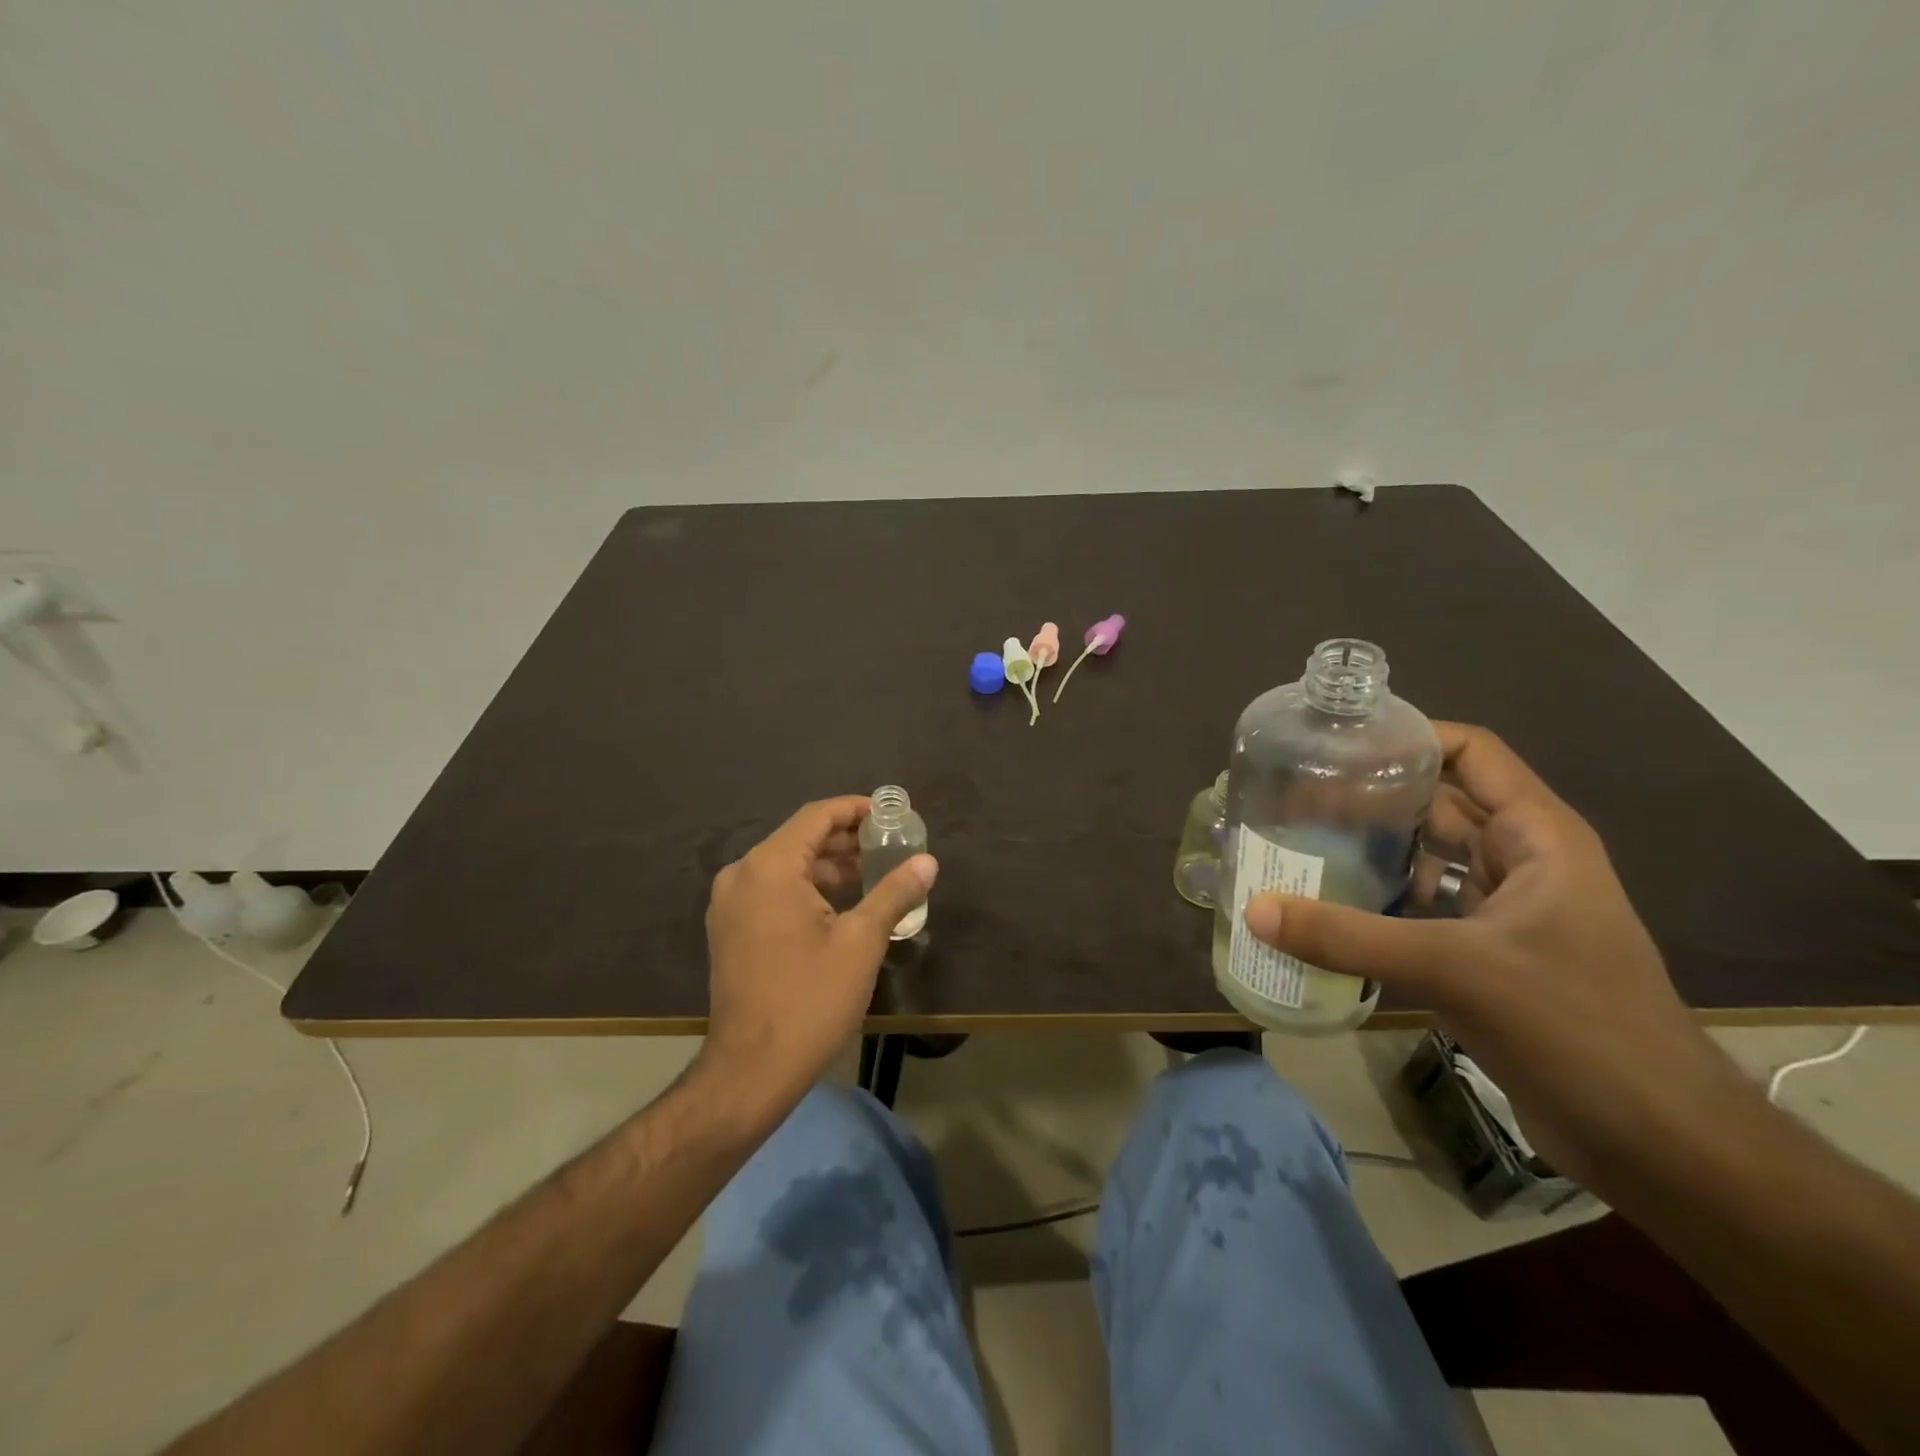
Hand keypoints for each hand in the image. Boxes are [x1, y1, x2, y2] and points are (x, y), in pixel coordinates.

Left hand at [700, 796, 936, 1110]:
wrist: (751, 1071)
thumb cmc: (810, 999)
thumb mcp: (861, 941)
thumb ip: (895, 892)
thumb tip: (928, 862)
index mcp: (769, 867)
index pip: (816, 816)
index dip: (855, 809)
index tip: (889, 815)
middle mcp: (741, 875)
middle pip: (799, 838)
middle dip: (845, 839)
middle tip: (889, 845)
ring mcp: (729, 905)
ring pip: (785, 866)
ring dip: (827, 866)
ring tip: (873, 873)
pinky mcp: (729, 930)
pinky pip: (772, 891)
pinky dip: (806, 888)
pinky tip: (841, 904)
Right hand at [1243, 723, 1735, 1180]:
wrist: (1656, 1143)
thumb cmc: (1575, 1027)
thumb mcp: (1454, 969)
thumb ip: (1347, 937)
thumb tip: (1254, 909)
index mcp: (1537, 836)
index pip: (1470, 753)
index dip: (1408, 738)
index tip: (1335, 745)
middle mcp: (1521, 861)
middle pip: (1436, 804)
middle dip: (1369, 798)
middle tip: (1292, 799)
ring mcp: (1504, 912)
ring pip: (1426, 860)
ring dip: (1369, 853)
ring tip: (1296, 846)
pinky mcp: (1487, 957)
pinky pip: (1421, 911)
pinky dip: (1377, 905)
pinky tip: (1324, 911)